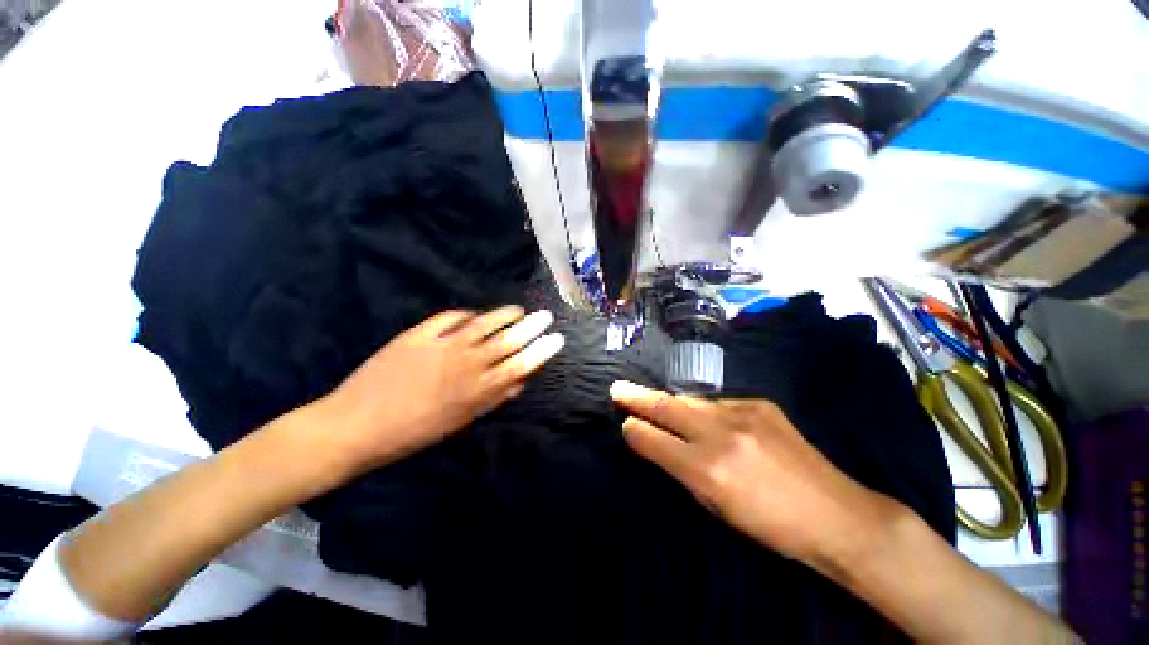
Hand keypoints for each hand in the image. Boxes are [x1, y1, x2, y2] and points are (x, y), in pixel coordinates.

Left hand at [317, 307, 563, 471]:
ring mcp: (441, 346)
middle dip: (531, 328)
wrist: (354, 426)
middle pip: (507, 341)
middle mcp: (465, 365)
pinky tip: (475, 314)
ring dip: (504, 315)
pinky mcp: (418, 335)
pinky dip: (466, 314)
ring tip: (519, 310)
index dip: (541, 351)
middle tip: (546, 316)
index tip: (557, 339)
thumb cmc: (411, 433)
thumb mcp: (458, 423)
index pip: (520, 365)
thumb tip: (518, 383)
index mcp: (475, 391)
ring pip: (483, 324)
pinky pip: (449, 318)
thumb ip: (491, 400)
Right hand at [610, 381, 898, 566]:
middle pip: (666, 408)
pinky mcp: (759, 404)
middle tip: (617, 388)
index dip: (634, 430)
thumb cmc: (770, 525)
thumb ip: (681, 469)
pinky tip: (705, 418)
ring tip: (652, 400)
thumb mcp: (716, 506)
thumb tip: (655, 442)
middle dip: (637, 397)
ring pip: (690, 401)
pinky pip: (718, 403)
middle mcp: (720, 434)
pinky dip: (703, 410)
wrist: (836, 513)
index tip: (623, 421)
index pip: (653, 440)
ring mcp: (742, 413)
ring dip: (669, 403)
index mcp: (707, 469)